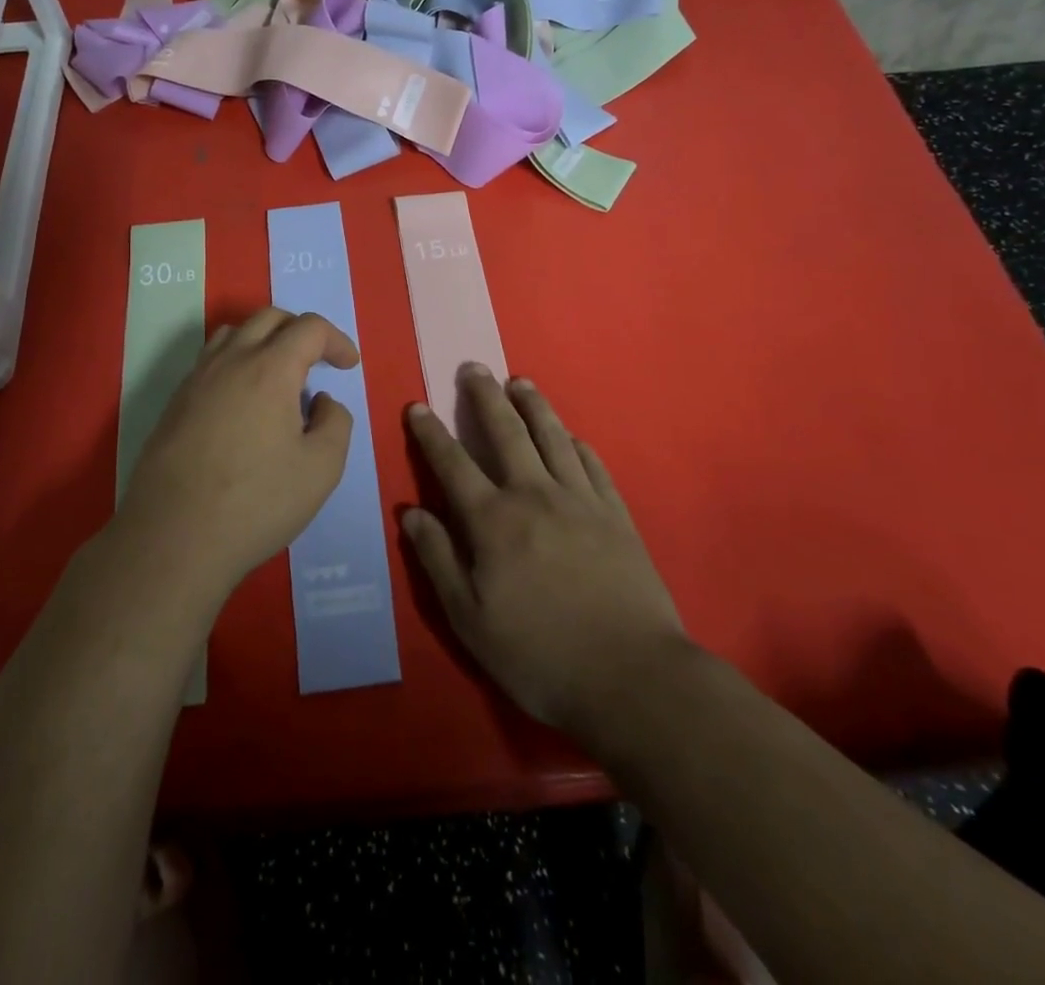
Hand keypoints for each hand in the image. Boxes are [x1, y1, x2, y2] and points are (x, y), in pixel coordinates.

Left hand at [118, 306, 357, 600]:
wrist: (173, 538)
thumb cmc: (257, 502)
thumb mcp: (322, 468)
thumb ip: (335, 423)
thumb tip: (321, 401)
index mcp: (270, 369)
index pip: (309, 328)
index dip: (337, 340)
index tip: (348, 366)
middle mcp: (230, 361)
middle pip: (268, 318)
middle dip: (301, 331)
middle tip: (318, 362)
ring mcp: (196, 380)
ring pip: (233, 333)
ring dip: (264, 340)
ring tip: (278, 375)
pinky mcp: (174, 404)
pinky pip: (209, 361)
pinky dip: (236, 363)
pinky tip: (242, 403)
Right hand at [402, 364, 689, 733]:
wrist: (632, 677)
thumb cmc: (540, 655)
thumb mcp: (471, 620)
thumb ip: (438, 560)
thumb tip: (412, 512)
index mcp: (494, 521)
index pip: (453, 464)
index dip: (432, 433)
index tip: (418, 405)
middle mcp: (535, 495)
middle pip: (506, 432)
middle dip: (485, 397)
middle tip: (474, 367)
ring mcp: (580, 500)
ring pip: (552, 437)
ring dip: (533, 406)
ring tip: (520, 382)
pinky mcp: (616, 514)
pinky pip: (592, 465)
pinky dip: (577, 444)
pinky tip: (572, 436)